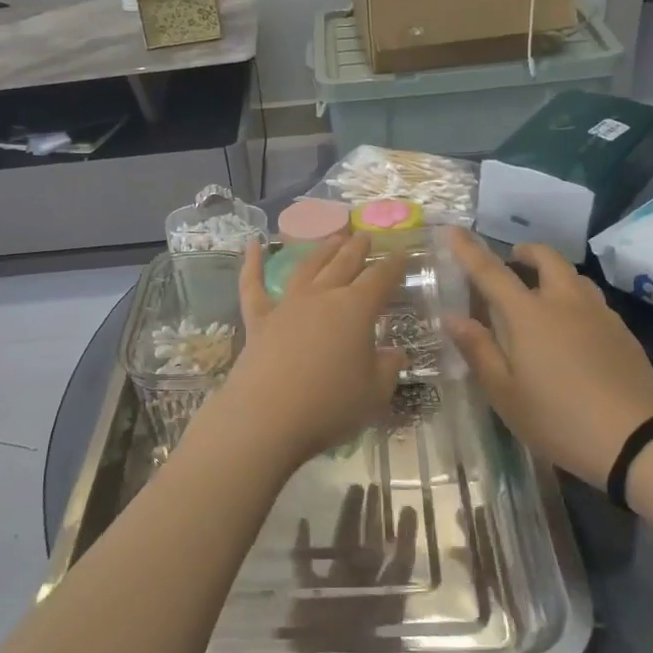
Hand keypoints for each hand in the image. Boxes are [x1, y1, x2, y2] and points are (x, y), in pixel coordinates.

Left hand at [192, 234, 406, 470]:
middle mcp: (322, 297)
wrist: (267, 417)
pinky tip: (251, 243)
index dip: (393, 265)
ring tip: (333, 236)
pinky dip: (251, 262)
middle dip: (357, 249)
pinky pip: (253, 285)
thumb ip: (387, 369)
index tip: (401, 253)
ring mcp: (287, 305)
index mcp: (355, 309)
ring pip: (307, 268)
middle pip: (343, 264)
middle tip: (365, 235)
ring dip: (321, 250)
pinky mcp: (258, 320)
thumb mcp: (374, 393)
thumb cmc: (330, 406)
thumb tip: (393, 353)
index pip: (380, 279)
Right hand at [445, 230, 652, 488]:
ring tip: (541, 295)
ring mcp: (599, 314)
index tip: (452, 230)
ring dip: (552, 274)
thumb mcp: (504, 393)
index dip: (468, 249)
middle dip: (525, 252)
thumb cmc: (557, 418)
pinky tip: (572, 329)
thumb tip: (452, 317)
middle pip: (546, 259)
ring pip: (573, 277)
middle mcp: (564, 302)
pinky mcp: (622, 331)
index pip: (491, 272)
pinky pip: (592, 300)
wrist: (635, 440)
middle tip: (511, 261)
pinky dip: (574, 299)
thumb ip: (478, 350)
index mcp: (528, 315)